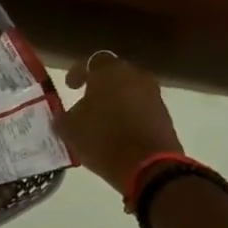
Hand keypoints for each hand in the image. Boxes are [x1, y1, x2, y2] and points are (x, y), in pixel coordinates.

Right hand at [58, 53, 183, 193]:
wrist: (148, 165)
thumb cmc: (102, 140)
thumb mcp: (70, 130)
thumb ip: (64, 116)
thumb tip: (66, 113)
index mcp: (108, 73)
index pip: (90, 62)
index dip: (77, 73)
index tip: (69, 86)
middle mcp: (134, 76)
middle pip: (113, 74)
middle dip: (98, 85)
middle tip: (85, 100)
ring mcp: (152, 93)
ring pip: (128, 89)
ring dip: (114, 99)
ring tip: (101, 118)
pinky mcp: (163, 112)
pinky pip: (139, 105)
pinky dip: (128, 112)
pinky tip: (117, 128)